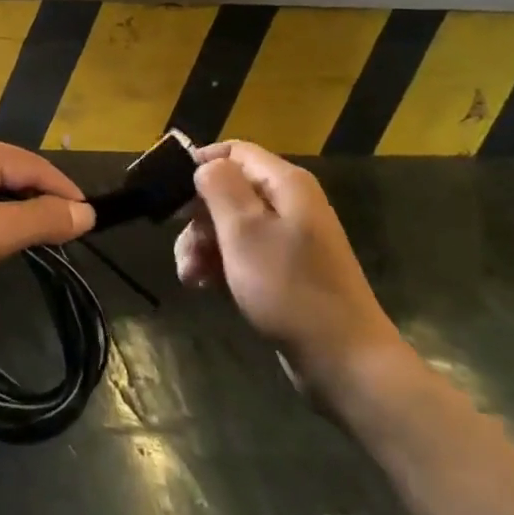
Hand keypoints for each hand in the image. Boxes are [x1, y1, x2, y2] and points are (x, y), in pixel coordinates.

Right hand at [175, 141, 402, 398]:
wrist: (344, 362)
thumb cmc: (289, 289)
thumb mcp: (245, 231)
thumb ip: (220, 187)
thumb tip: (206, 165)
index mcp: (286, 184)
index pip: (235, 152)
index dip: (201, 164)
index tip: (169, 193)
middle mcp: (290, 204)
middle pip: (230, 190)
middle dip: (198, 217)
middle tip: (183, 249)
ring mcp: (290, 239)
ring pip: (232, 225)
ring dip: (204, 245)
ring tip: (190, 276)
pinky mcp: (287, 271)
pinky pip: (244, 253)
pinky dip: (221, 264)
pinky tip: (205, 286)